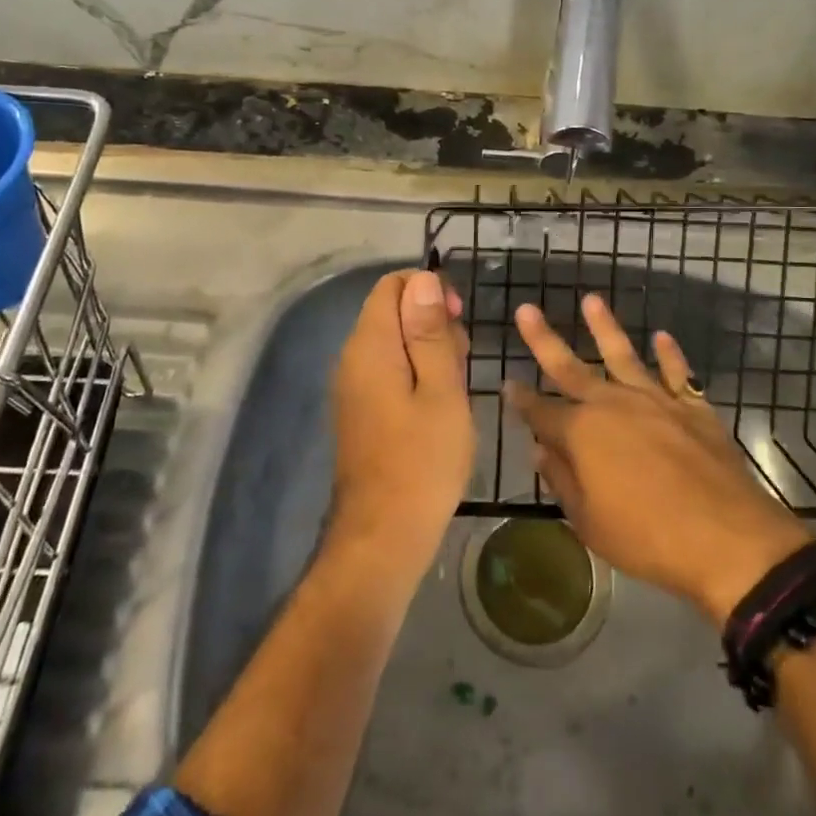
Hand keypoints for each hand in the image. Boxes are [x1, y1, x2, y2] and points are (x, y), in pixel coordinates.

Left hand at [328, 269, 474, 581]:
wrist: (383, 537)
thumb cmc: (423, 460)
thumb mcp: (441, 389)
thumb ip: (429, 331)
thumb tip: (423, 278)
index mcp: (370, 345)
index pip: (392, 285)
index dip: (429, 290)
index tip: (458, 321)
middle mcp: (353, 357)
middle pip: (392, 311)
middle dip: (432, 322)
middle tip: (463, 362)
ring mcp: (353, 386)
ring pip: (393, 342)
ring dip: (428, 351)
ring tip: (456, 389)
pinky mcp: (360, 410)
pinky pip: (388, 370)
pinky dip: (416, 374)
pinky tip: (439, 407)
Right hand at [508, 293, 812, 624]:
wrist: (725, 537)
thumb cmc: (647, 538)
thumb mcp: (589, 523)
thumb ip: (563, 481)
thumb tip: (541, 449)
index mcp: (581, 434)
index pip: (541, 411)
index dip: (521, 399)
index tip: (507, 383)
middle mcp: (612, 404)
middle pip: (570, 367)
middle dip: (544, 339)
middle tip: (526, 310)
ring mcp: (655, 400)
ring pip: (622, 354)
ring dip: (605, 327)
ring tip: (591, 300)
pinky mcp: (692, 406)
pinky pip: (678, 372)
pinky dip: (670, 354)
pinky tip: (662, 337)